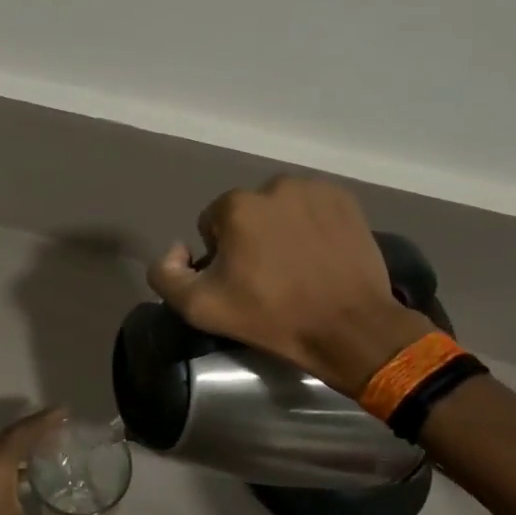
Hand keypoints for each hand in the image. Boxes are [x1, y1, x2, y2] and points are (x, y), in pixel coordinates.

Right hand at [146, 176, 429, 396]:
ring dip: (281, 229)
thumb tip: (176, 249)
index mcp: (236, 206)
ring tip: (297, 266)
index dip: (220, 255)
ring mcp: (314, 190)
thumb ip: (165, 274)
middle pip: (246, 214)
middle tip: (269, 277)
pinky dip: (311, 225)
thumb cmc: (272, 317)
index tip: (240, 282)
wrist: (350, 328)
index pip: (211, 225)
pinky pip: (313, 207)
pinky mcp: (345, 200)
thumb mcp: (200, 308)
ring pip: (280, 208)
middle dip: (250, 239)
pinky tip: (320, 255)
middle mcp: (273, 186)